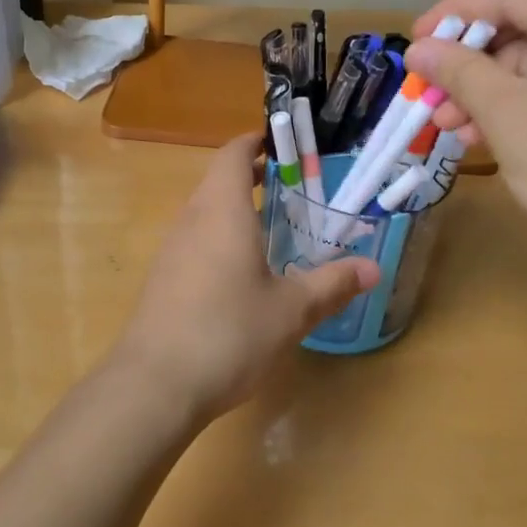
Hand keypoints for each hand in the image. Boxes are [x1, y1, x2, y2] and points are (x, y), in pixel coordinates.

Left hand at [108, 135, 379, 424]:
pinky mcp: (162, 279)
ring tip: (273, 228)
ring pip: (204, 212)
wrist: (154, 385)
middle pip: (217, 181)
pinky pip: (194, 241)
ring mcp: (171, 250)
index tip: (283, 144)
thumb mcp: (291, 311)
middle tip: (292, 188)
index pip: (233, 154)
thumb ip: (332, 284)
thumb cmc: (228, 333)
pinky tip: (241, 274)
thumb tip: (372, 268)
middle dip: (252, 177)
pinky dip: (220, 238)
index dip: (255, 141)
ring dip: (235, 210)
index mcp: (221, 211)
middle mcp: (191, 220)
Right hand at [405, 0, 526, 277]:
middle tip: (432, 101)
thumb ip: (458, 72)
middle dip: (469, 64)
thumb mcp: (504, 113)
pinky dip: (522, 110)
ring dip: (489, 93)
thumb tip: (419, 48)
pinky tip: (493, 142)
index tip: (417, 43)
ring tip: (453, 132)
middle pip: (524, 29)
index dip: (455, 12)